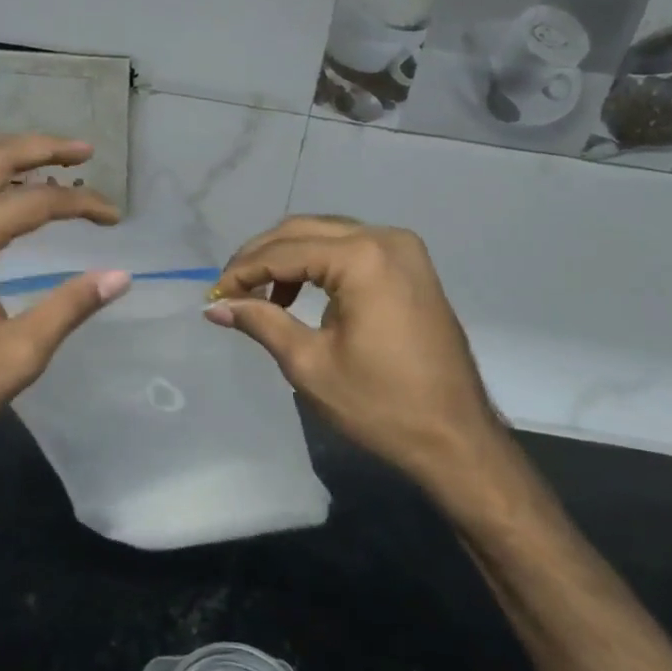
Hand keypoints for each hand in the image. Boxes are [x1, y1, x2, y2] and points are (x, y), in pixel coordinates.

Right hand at [204, 216, 501, 490]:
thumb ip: (261, 323)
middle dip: (261, 257)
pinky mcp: (411, 266)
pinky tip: (298, 295)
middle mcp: (385, 238)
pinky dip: (319, 265)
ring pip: (327, 235)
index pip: (285, 251)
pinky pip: (352, 249)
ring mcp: (404, 249)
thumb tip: (214, 307)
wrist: (457, 439)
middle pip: (304, 231)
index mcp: (362, 258)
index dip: (243, 271)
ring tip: (259, 295)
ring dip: (288, 258)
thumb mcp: (309, 364)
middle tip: (230, 290)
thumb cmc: (381, 406)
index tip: (214, 296)